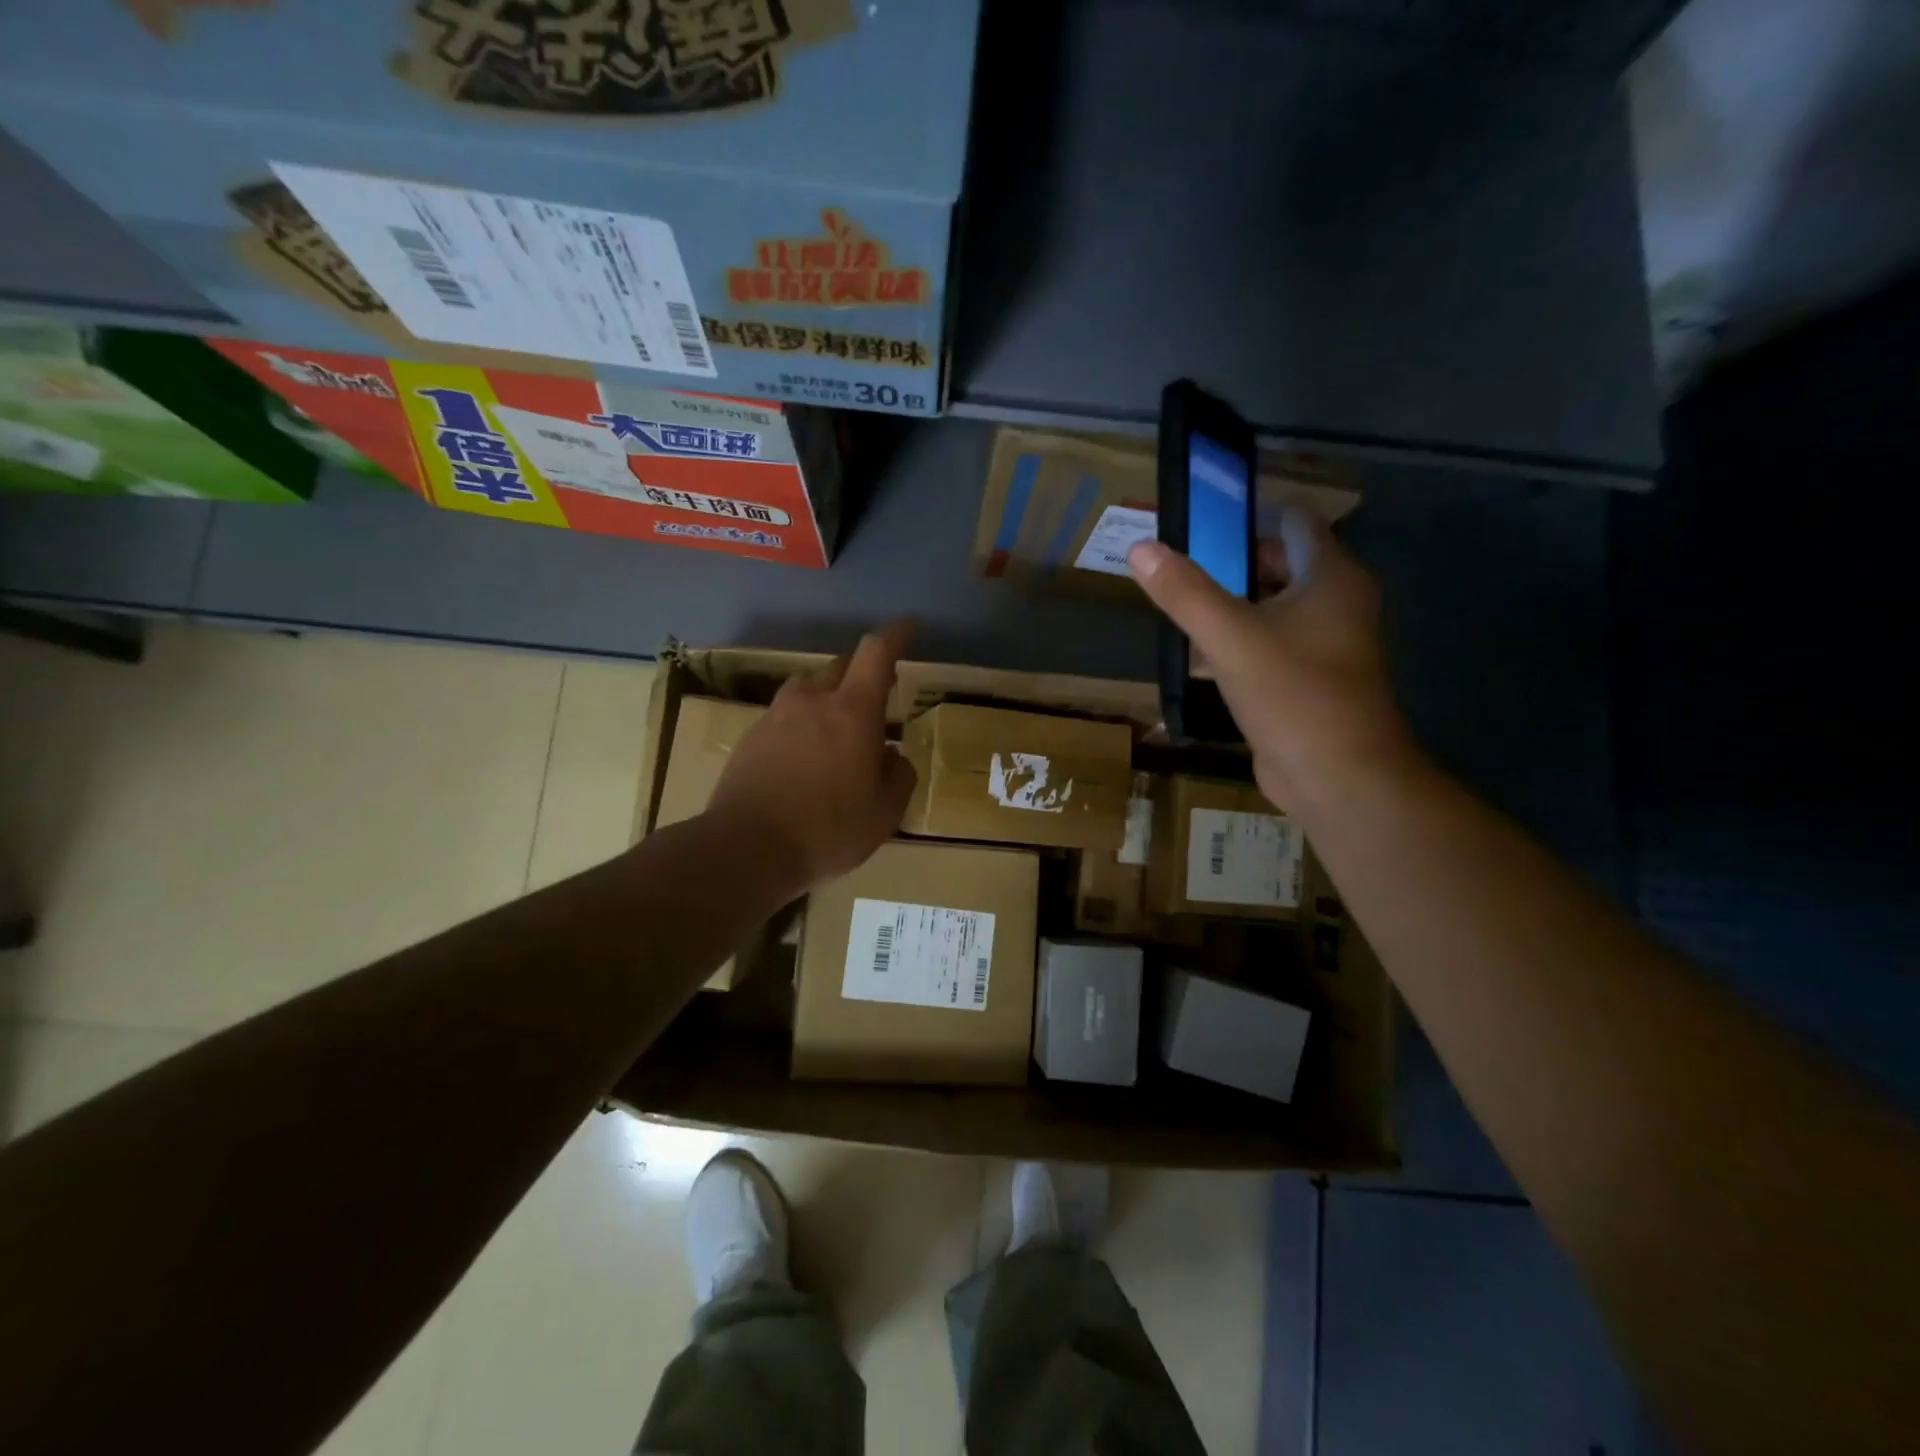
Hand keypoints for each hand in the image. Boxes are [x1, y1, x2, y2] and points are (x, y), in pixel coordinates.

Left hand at [704, 620, 917, 896]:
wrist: (746, 848)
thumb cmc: (827, 830)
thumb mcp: (884, 813)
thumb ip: (899, 777)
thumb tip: (892, 757)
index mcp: (852, 711)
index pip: (876, 653)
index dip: (896, 635)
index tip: (908, 627)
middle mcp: (812, 702)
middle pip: (841, 666)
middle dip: (863, 672)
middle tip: (878, 694)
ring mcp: (776, 717)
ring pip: (808, 689)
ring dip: (828, 696)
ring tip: (837, 726)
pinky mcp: (750, 738)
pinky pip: (785, 717)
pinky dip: (802, 724)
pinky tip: (804, 757)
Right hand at [1128, 506, 1416, 812]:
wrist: (1337, 776)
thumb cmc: (1293, 693)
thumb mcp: (1230, 637)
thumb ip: (1185, 592)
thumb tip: (1140, 548)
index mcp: (1331, 578)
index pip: (1296, 523)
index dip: (1250, 516)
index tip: (1202, 523)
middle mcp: (1336, 603)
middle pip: (1282, 564)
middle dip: (1233, 562)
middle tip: (1179, 567)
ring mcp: (1326, 644)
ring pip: (1274, 608)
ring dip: (1233, 604)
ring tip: (1181, 605)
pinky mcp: (1309, 680)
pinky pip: (1271, 645)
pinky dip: (1240, 642)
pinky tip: (1201, 653)